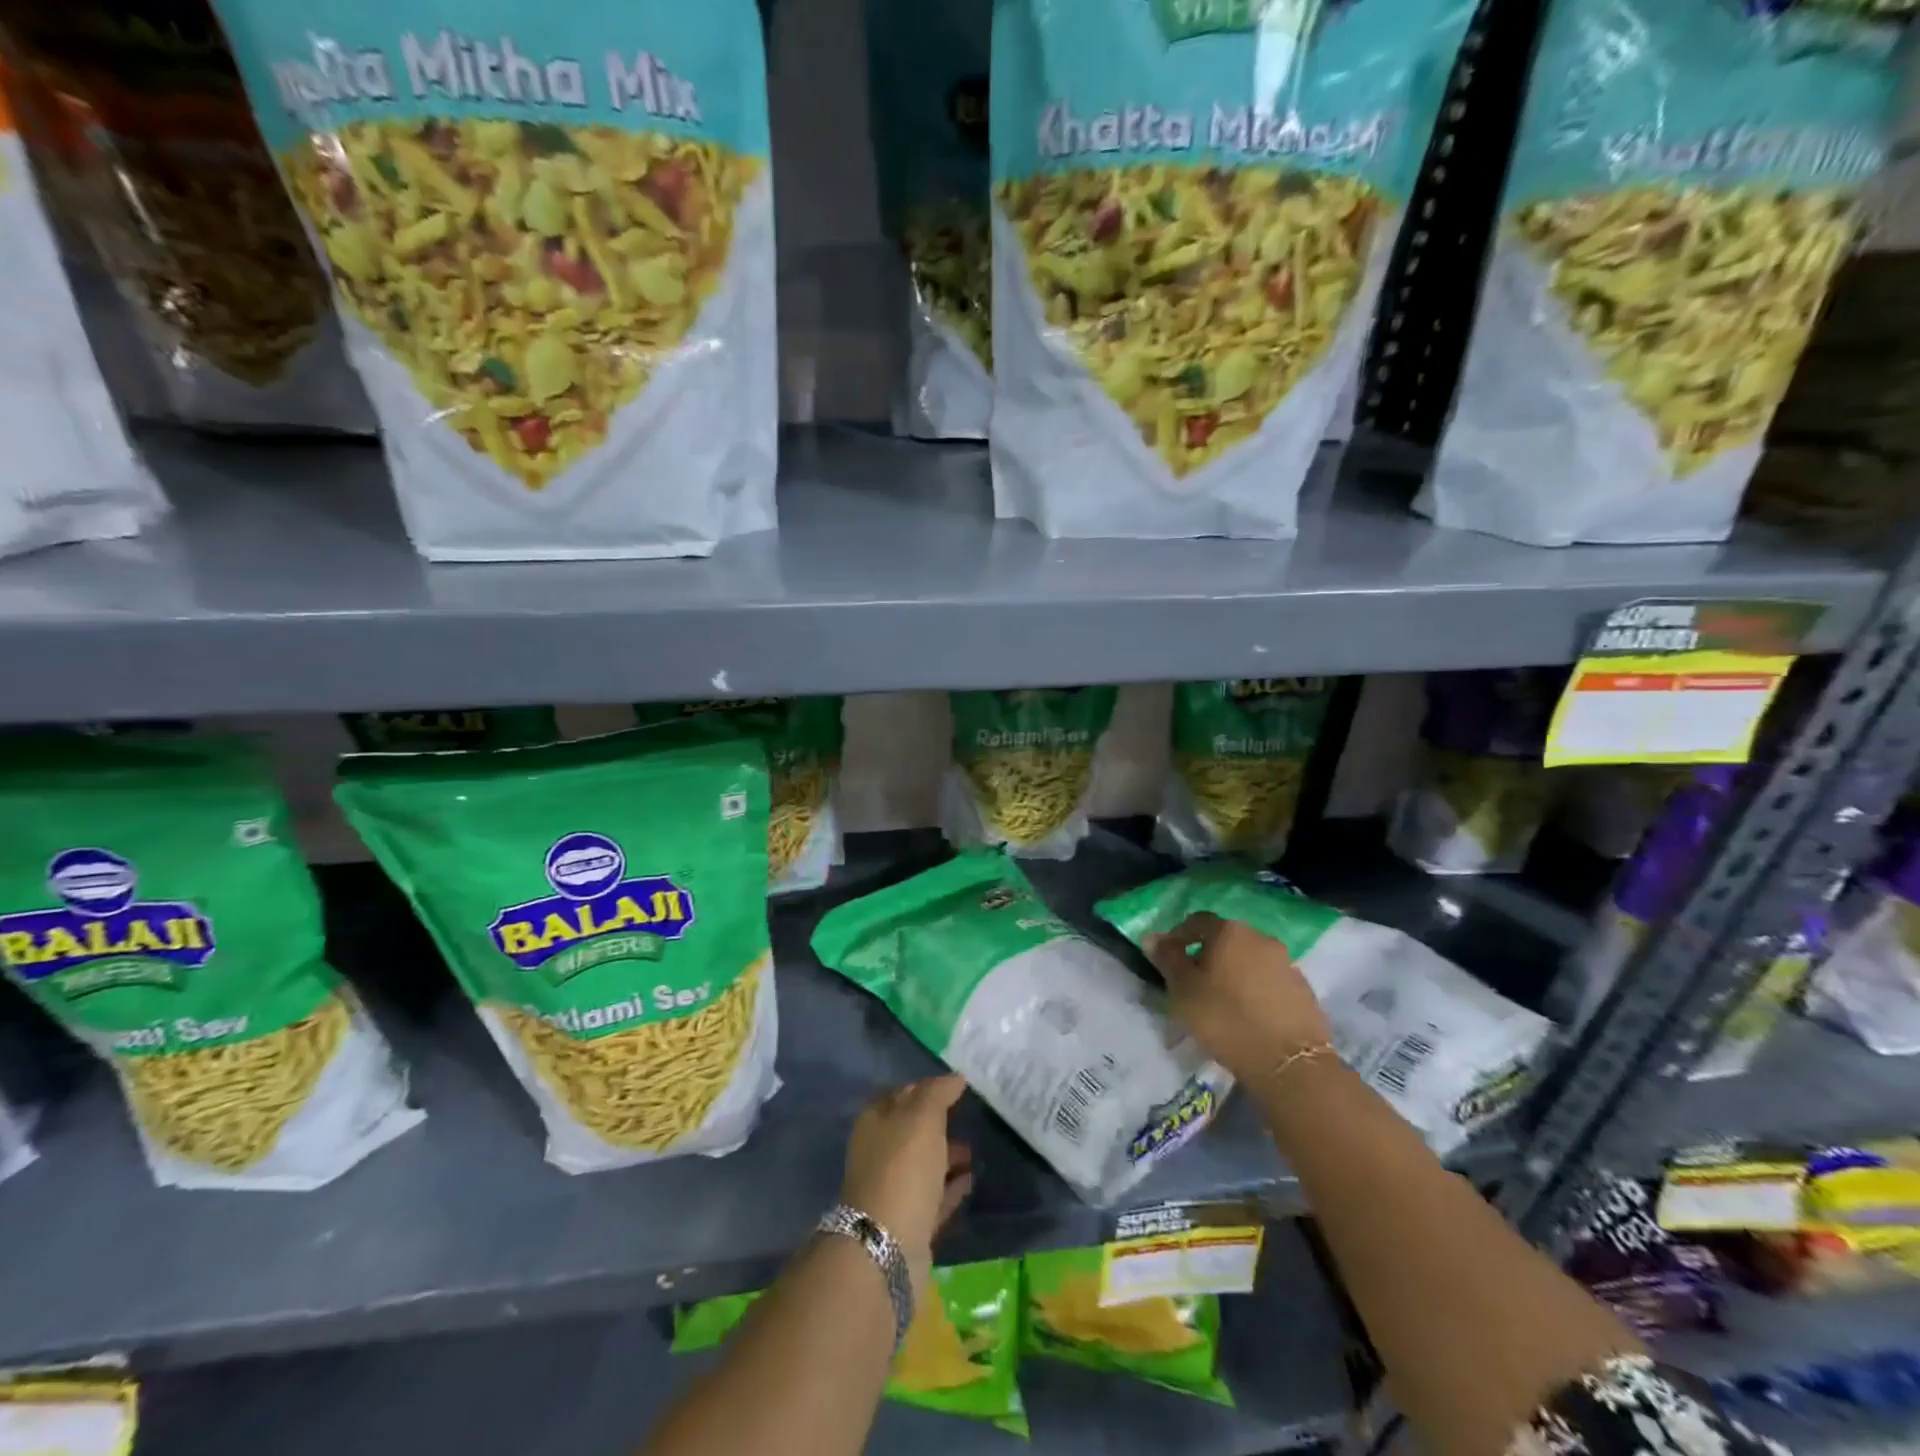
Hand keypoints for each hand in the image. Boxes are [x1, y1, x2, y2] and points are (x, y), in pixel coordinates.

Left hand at [840, 1075, 973, 1288]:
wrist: (886, 1245)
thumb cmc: (902, 1167)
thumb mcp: (922, 1117)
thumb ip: (938, 1093)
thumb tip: (956, 1077)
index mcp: (875, 1122)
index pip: (902, 1094)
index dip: (926, 1088)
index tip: (955, 1087)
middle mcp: (879, 1152)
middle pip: (912, 1131)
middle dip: (938, 1124)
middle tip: (968, 1118)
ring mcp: (893, 1189)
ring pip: (924, 1164)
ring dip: (947, 1156)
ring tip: (974, 1152)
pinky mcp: (909, 1221)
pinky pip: (934, 1196)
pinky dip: (951, 1187)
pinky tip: (971, 1180)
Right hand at [1145, 912, 1332, 1088]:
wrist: (1289, 1063)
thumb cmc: (1226, 1019)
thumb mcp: (1184, 990)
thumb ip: (1167, 960)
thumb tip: (1152, 937)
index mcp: (1229, 931)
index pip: (1197, 921)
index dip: (1179, 936)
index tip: (1168, 958)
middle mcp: (1261, 938)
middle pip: (1226, 939)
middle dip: (1208, 955)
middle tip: (1193, 982)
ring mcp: (1287, 963)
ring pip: (1250, 960)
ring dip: (1234, 973)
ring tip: (1222, 1002)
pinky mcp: (1304, 990)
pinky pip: (1270, 981)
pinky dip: (1255, 990)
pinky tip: (1248, 1014)